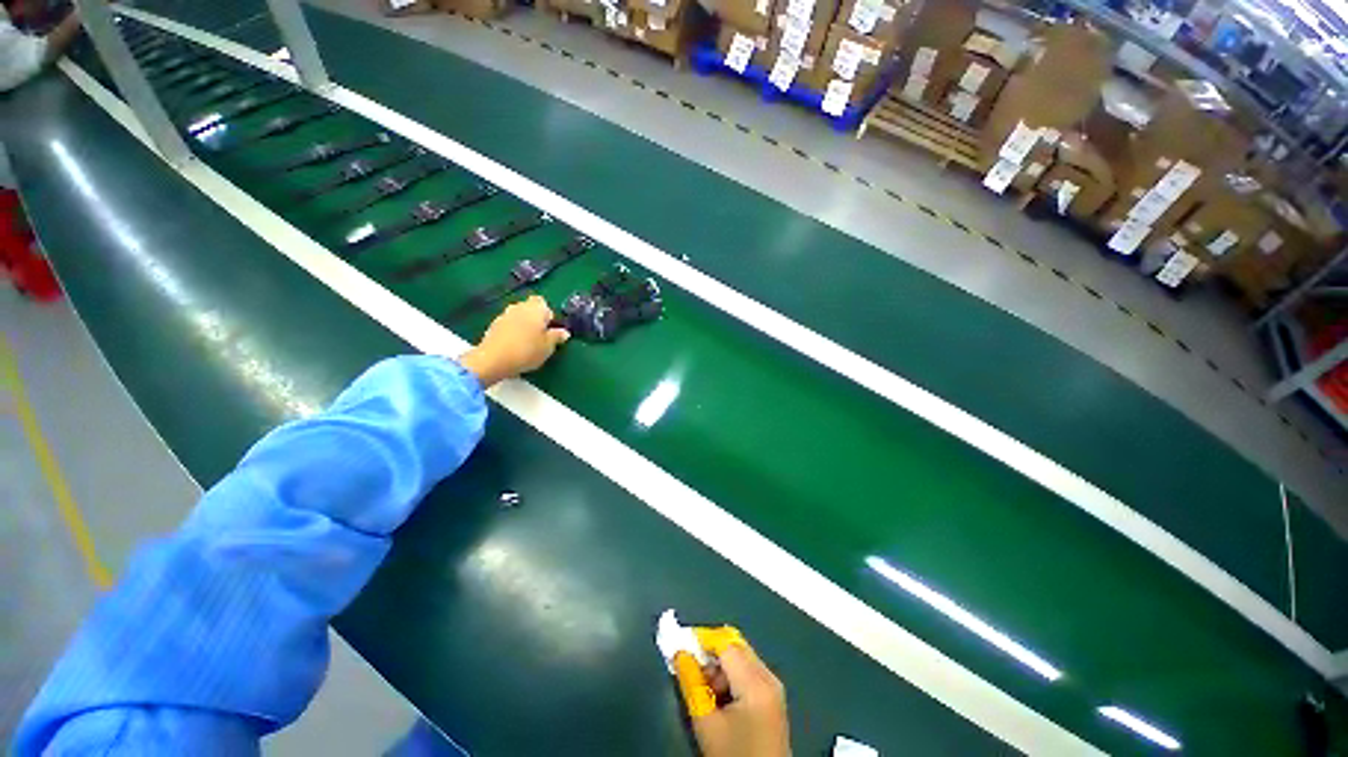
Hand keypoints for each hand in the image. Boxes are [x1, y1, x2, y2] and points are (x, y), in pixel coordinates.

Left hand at [458, 295, 568, 387]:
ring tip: (527, 342)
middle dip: (535, 319)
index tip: (549, 329)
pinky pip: (508, 324)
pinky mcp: (493, 325)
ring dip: (523, 325)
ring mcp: (504, 315)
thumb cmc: (527, 351)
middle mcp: (519, 307)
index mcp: (536, 308)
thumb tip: (564, 332)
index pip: (544, 303)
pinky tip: (514, 345)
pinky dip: (512, 331)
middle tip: (540, 336)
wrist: (493, 360)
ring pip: (518, 316)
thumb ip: (557, 337)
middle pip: (529, 308)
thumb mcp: (548, 347)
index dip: (547, 315)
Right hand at [681, 644, 790, 756]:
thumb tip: (679, 653)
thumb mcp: (706, 723)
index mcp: (755, 682)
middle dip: (710, 652)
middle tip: (690, 668)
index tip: (679, 643)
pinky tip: (720, 698)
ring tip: (705, 691)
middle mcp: (769, 677)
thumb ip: (691, 682)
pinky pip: (749, 671)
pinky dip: (731, 676)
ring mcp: (774, 687)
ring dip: (719, 666)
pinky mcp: (773, 698)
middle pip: (735, 646)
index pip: (725, 643)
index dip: (701, 638)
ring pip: (741, 657)